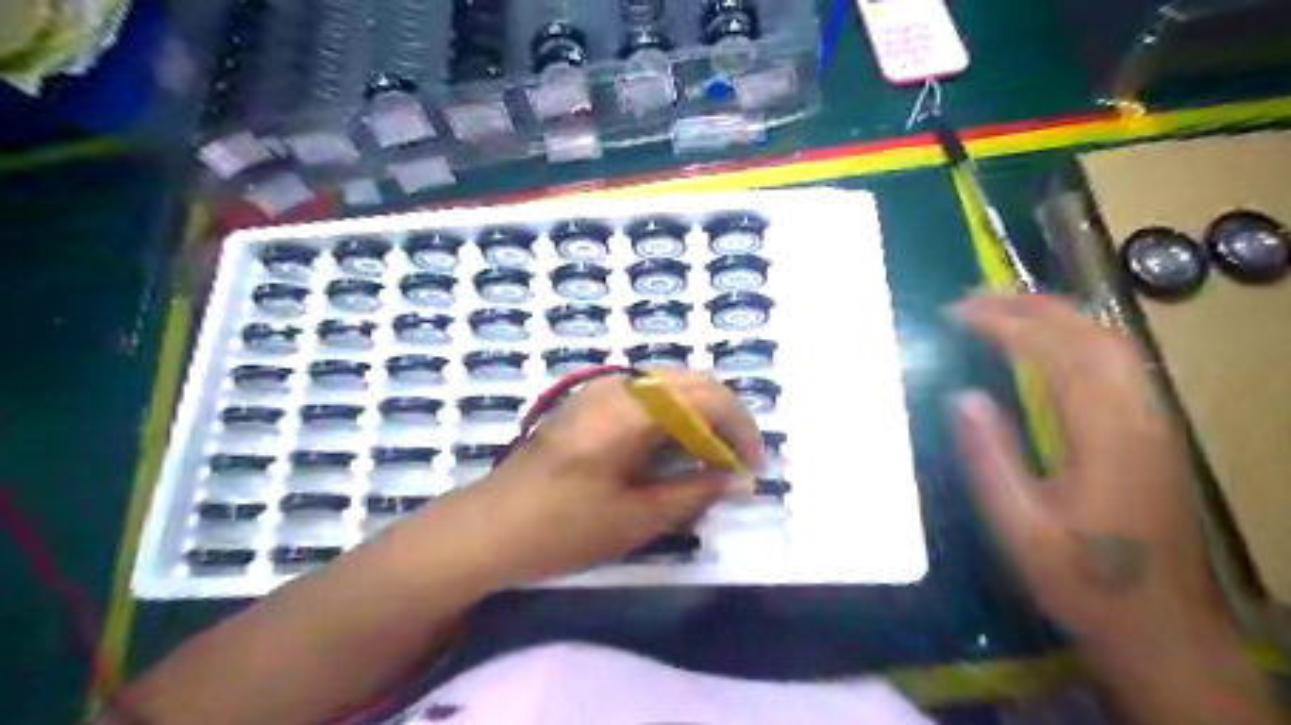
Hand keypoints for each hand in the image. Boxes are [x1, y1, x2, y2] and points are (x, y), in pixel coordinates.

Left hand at [463, 372, 764, 586]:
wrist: (489, 527)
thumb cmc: (562, 527)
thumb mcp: (636, 519)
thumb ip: (694, 492)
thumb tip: (737, 480)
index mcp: (633, 410)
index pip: (709, 399)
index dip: (742, 430)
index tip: (753, 468)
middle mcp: (620, 386)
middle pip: (694, 383)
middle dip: (725, 418)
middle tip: (735, 462)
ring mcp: (601, 389)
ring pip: (671, 386)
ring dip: (699, 415)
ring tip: (709, 458)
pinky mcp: (589, 401)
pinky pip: (647, 395)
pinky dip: (673, 415)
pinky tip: (672, 449)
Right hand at [945, 295, 1227, 657]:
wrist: (1161, 629)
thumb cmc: (1083, 582)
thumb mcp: (1021, 528)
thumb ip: (991, 459)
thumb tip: (963, 397)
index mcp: (1105, 438)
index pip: (1057, 354)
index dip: (1005, 324)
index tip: (958, 313)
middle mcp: (1139, 418)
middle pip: (1095, 335)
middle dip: (1032, 306)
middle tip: (974, 300)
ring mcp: (1154, 424)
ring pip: (1114, 344)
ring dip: (1057, 315)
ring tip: (1003, 309)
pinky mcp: (1154, 434)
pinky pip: (1118, 365)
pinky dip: (1076, 337)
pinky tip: (1047, 346)